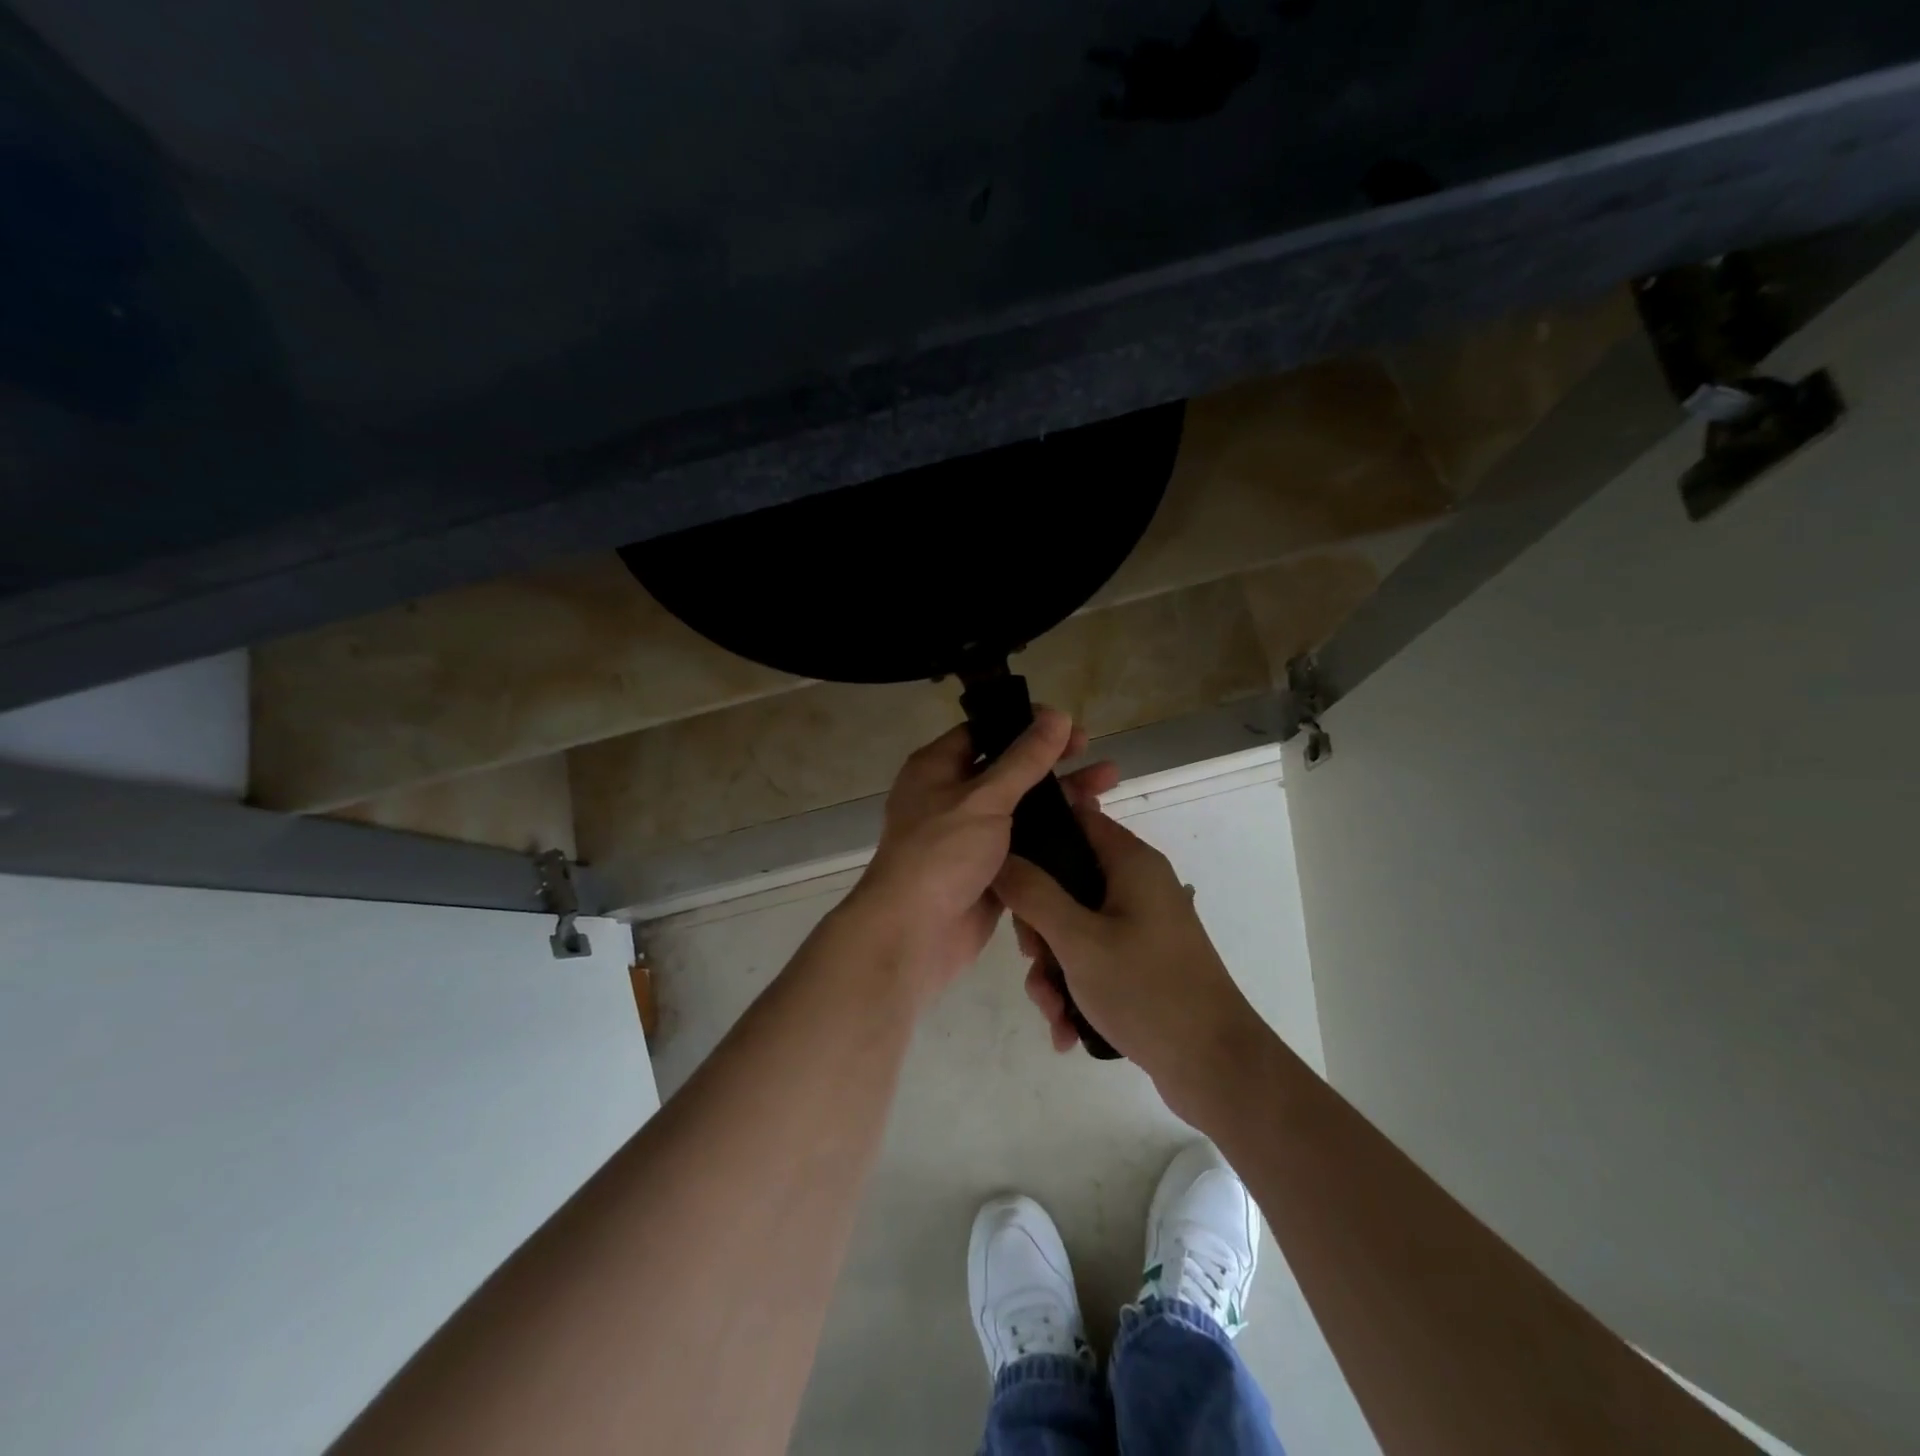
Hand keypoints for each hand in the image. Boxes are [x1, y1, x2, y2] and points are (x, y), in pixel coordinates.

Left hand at [840, 708, 1119, 1003]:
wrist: (913, 934)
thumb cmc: (941, 854)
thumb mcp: (984, 798)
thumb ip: (1024, 759)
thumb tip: (1057, 716)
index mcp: (938, 769)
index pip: (985, 732)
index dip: (1025, 724)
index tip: (1067, 724)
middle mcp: (952, 797)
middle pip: (1009, 769)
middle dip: (1052, 760)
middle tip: (1093, 752)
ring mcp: (971, 836)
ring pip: (1022, 808)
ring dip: (1060, 797)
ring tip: (1108, 784)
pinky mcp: (990, 870)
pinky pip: (1026, 844)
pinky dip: (1054, 835)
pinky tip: (1091, 826)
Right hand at [994, 804, 1262, 1115]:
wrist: (1215, 1067)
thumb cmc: (1146, 990)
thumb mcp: (1078, 939)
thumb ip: (1033, 893)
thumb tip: (999, 856)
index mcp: (1131, 863)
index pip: (1076, 820)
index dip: (1036, 836)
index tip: (1003, 869)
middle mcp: (1138, 886)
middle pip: (1066, 882)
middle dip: (1038, 926)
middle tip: (1032, 958)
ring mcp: (1142, 926)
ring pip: (1074, 928)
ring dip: (1052, 969)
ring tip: (1052, 1011)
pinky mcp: (1143, 962)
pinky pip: (1093, 960)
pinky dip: (1075, 988)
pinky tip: (1067, 1029)